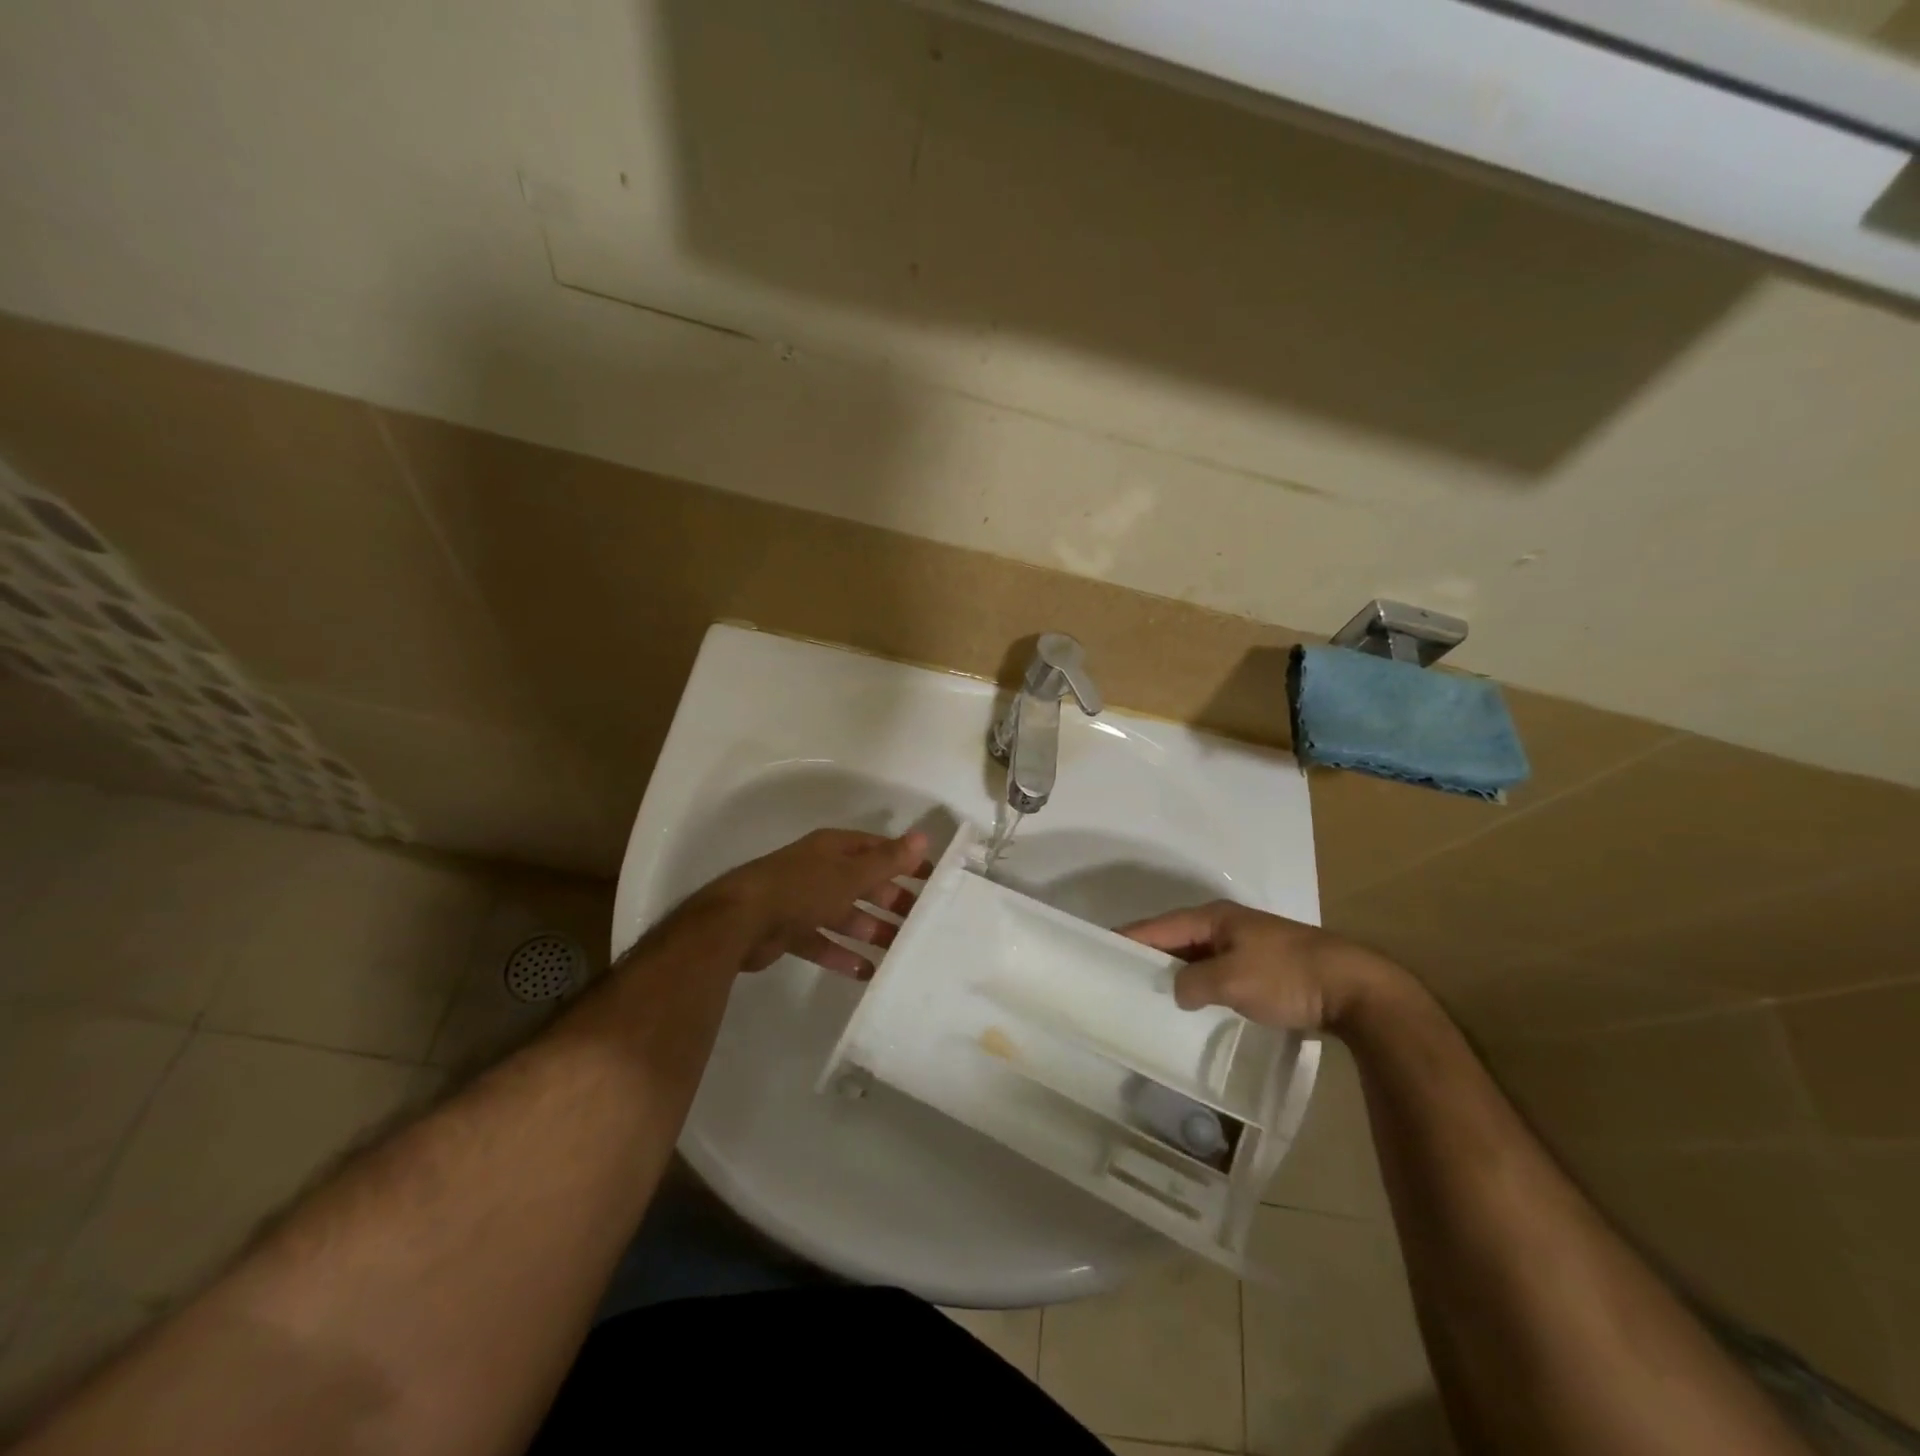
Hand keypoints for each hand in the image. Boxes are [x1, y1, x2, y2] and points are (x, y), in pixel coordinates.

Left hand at [689, 828, 929, 975]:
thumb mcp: (850, 874)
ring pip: (845, 914)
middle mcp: (819, 870)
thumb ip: (887, 861)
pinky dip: (843, 955)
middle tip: (920, 921)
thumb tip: (923, 837)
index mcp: (833, 849)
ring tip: (898, 950)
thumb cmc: (802, 889)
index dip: (904, 861)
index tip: (932, 879)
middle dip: (890, 901)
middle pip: (862, 883)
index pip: (877, 849)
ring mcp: (802, 901)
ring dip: (871, 930)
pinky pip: (823, 941)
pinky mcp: (789, 930)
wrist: (739, 922)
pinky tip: (866, 972)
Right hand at [1120, 900, 1405, 1033]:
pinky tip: (1190, 1004)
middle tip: (1117, 976)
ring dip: (1174, 972)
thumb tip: (1177, 990)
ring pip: (1196, 956)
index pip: (1158, 926)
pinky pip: (1215, 971)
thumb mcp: (1232, 980)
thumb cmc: (1286, 976)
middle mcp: (1225, 925)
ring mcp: (1245, 946)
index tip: (1099, 949)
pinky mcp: (1261, 968)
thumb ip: (1194, 983)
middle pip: (1175, 939)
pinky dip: (1197, 984)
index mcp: (1214, 918)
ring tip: (1147, 993)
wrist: (1354, 988)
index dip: (1129, 938)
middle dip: (1148, 955)